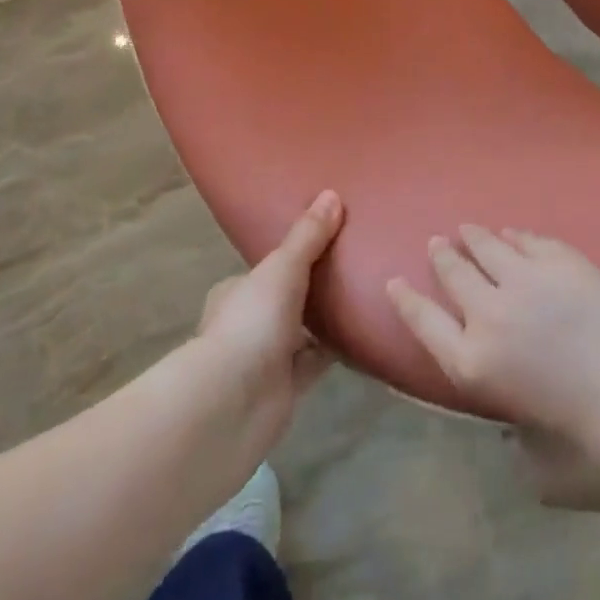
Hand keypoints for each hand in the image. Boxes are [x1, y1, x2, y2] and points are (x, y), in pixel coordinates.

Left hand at [195, 190, 344, 455]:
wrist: (232, 405)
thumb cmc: (250, 322)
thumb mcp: (282, 267)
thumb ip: (308, 236)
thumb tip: (332, 194)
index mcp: (237, 289)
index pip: (268, 266)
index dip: (295, 253)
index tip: (329, 238)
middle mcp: (249, 321)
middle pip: (288, 298)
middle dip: (315, 287)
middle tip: (356, 263)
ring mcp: (266, 357)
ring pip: (303, 330)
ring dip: (327, 319)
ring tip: (367, 292)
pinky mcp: (286, 388)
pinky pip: (317, 361)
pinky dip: (337, 350)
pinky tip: (365, 334)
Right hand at [387, 226, 599, 511]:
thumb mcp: (540, 470)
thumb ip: (515, 442)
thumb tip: (515, 425)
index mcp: (475, 366)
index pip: (424, 323)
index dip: (406, 300)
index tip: (394, 281)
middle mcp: (490, 314)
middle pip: (453, 272)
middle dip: (441, 256)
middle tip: (437, 243)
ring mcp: (528, 280)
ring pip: (487, 245)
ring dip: (473, 237)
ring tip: (467, 230)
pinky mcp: (565, 262)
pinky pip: (529, 240)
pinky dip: (515, 236)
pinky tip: (514, 235)